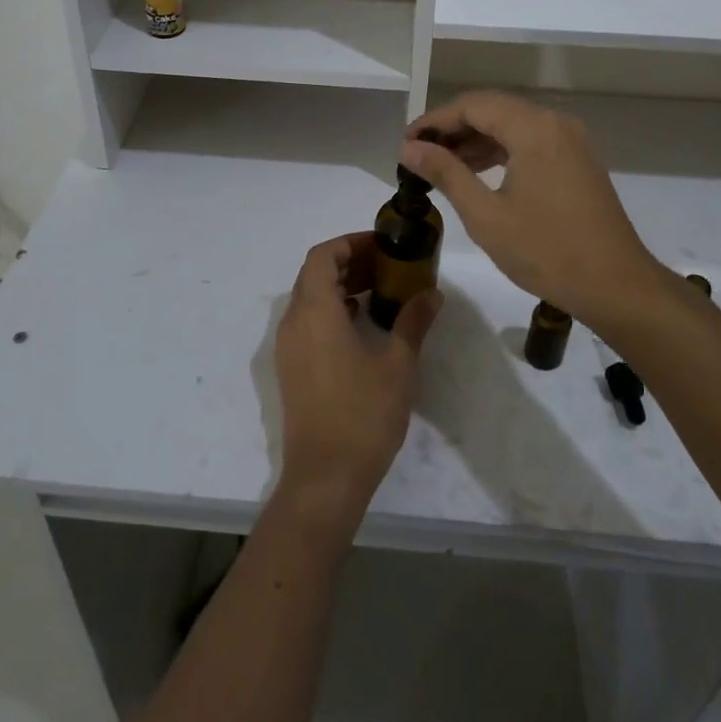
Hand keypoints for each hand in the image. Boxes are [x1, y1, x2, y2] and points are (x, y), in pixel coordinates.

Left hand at [274, 234, 440, 522]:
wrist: (324, 479)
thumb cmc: (363, 415)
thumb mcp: (398, 365)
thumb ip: (413, 322)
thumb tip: (432, 294)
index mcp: (315, 311)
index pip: (322, 255)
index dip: (350, 243)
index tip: (381, 245)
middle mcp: (294, 321)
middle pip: (314, 273)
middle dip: (349, 262)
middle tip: (387, 266)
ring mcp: (288, 346)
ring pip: (310, 297)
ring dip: (340, 286)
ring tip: (380, 290)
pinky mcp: (291, 368)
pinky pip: (308, 321)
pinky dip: (332, 310)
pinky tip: (362, 324)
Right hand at [402, 92, 671, 324]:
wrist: (617, 287)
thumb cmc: (547, 252)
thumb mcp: (486, 215)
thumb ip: (445, 173)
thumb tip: (409, 148)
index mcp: (534, 128)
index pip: (473, 106)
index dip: (434, 121)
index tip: (405, 143)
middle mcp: (555, 123)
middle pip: (493, 109)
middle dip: (452, 128)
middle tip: (418, 153)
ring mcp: (571, 140)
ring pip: (512, 125)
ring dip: (475, 140)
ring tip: (439, 165)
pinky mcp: (577, 160)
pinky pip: (530, 141)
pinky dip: (500, 151)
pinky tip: (476, 172)